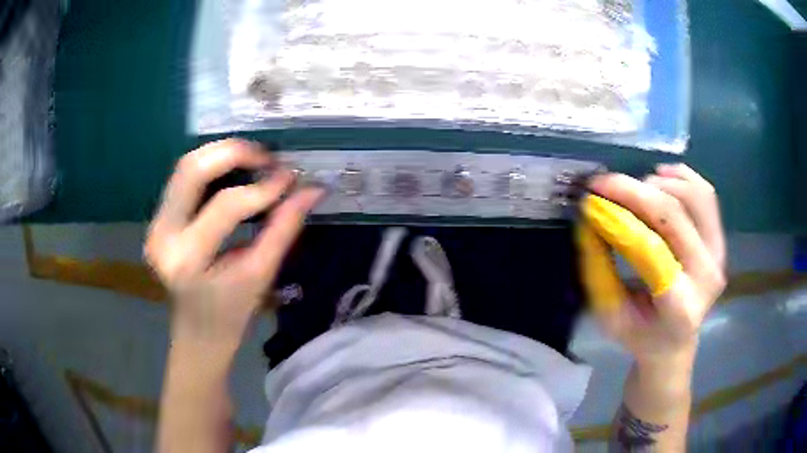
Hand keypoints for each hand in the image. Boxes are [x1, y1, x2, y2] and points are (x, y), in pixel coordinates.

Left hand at [144, 139, 323, 346]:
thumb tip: (312, 189)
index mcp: (187, 259)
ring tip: (255, 162)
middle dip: (234, 153)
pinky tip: (235, 173)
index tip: (291, 178)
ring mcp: (155, 224)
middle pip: (192, 169)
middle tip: (268, 159)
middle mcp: (162, 235)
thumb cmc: (231, 315)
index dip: (263, 188)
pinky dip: (212, 168)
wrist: (197, 334)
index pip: (225, 206)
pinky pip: (184, 179)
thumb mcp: (260, 275)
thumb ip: (284, 228)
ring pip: (185, 166)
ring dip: (222, 155)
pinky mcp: (158, 219)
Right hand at [578, 164, 725, 364]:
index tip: (592, 195)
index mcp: (679, 306)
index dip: (622, 214)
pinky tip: (660, 177)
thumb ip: (599, 269)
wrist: (675, 342)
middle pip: (674, 214)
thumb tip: (590, 219)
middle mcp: (706, 276)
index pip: (653, 249)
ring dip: (658, 183)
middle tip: (604, 182)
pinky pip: (706, 194)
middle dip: (634, 190)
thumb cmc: (639, 334)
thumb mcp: (610, 313)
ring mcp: (718, 255)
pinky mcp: (720, 240)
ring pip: (694, 196)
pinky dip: (681, 176)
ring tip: (634, 188)